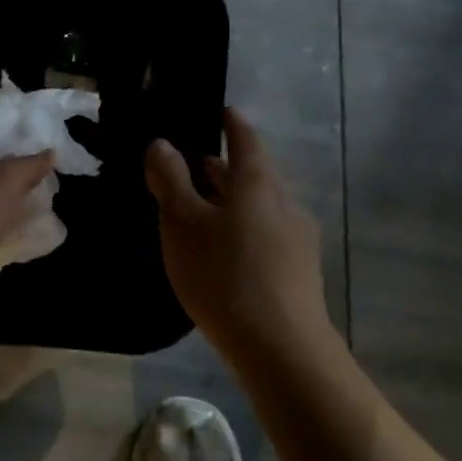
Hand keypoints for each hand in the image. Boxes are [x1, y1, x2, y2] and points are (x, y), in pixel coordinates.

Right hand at [145, 108, 328, 359]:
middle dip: (223, 168)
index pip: (245, 138)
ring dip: (231, 202)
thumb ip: (170, 180)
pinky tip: (224, 252)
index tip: (221, 112)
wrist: (282, 349)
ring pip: (259, 206)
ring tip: (201, 211)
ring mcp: (297, 238)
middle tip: (192, 166)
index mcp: (257, 182)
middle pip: (252, 174)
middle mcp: (283, 202)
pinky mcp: (300, 271)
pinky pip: (266, 234)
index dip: (231, 123)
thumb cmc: (225, 274)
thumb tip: (161, 143)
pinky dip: (242, 229)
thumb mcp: (182, 223)